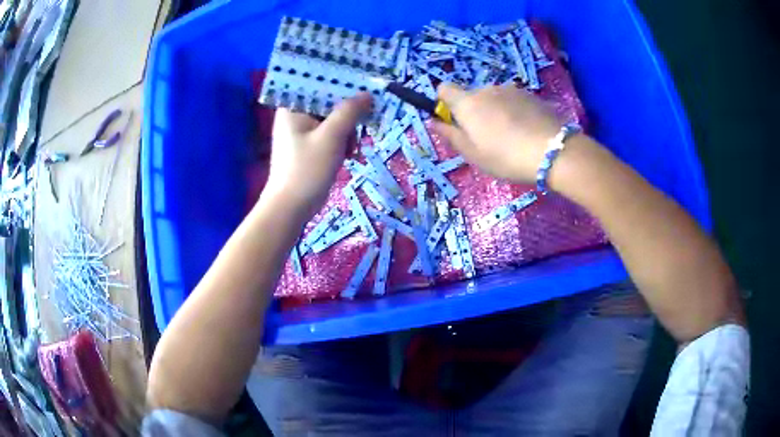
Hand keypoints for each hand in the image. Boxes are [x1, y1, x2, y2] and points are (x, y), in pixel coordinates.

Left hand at [265, 93, 371, 216]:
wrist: (292, 207)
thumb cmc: (307, 168)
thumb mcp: (331, 136)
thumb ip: (349, 112)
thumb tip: (367, 94)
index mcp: (293, 107)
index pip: (318, 84)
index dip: (340, 82)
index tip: (362, 84)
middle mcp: (295, 115)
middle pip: (327, 102)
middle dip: (347, 112)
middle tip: (363, 120)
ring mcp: (301, 132)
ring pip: (331, 119)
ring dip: (346, 130)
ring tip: (351, 147)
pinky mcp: (308, 147)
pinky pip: (329, 134)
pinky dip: (340, 141)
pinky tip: (347, 154)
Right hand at [433, 83, 561, 181]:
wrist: (553, 151)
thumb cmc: (506, 157)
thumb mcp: (473, 154)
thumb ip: (450, 135)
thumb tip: (432, 121)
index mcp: (468, 103)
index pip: (444, 88)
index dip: (444, 102)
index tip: (454, 121)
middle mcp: (487, 89)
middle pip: (472, 96)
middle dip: (475, 112)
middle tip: (488, 139)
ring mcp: (512, 90)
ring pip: (495, 98)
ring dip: (496, 112)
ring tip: (513, 137)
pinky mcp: (531, 95)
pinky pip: (514, 101)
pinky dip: (515, 112)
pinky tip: (528, 132)